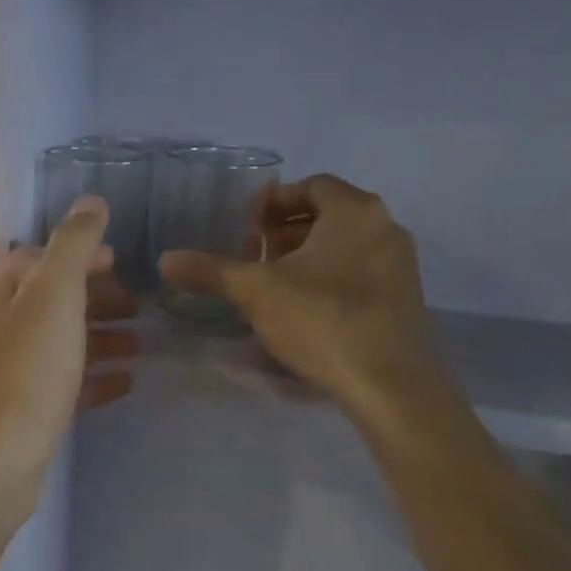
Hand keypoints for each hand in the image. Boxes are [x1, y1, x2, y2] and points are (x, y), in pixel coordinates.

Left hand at [0, 197, 136, 525]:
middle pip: (54, 303)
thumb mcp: (53, 296)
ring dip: (102, 338)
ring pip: (63, 344)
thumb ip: (72, 247)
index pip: (39, 260)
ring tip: (144, 344)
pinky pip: (67, 386)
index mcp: (1, 295)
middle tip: (141, 306)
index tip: (122, 262)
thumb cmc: (26, 371)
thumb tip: (91, 202)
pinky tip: (127, 383)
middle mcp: (1, 330)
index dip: (80, 256)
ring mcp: (13, 374)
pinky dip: (96, 378)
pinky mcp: (27, 414)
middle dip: (97, 299)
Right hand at [159, 174, 460, 443]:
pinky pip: (360, 271)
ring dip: (306, 256)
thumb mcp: (256, 292)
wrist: (390, 383)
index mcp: (355, 211)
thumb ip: (210, 271)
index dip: (272, 203)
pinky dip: (329, 278)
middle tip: (254, 256)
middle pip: (327, 214)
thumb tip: (164, 259)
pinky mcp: (405, 298)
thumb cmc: (322, 320)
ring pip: (344, 245)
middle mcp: (385, 227)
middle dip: (286, 231)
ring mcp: (401, 264)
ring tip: (273, 285)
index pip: (310, 186)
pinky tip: (305, 310)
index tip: (245, 229)